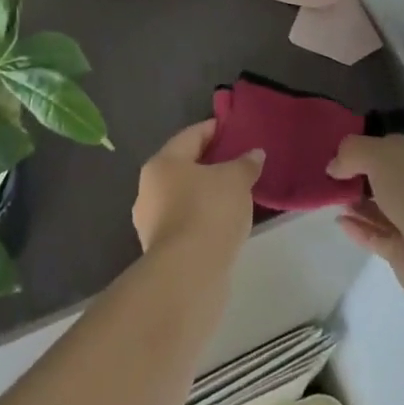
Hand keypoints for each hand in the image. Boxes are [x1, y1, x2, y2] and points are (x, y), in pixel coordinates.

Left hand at [133, 120, 263, 262]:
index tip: (234, 130)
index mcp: (162, 163)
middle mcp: (149, 189)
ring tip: (235, 195)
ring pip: (183, 197)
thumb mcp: (236, 180)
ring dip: (206, 194)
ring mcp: (151, 223)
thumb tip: (254, 154)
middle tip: (237, 163)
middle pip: (184, 167)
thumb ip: (245, 164)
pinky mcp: (161, 251)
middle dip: (210, 164)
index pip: (191, 136)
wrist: (188, 275)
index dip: (214, 130)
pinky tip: (223, 223)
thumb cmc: (209, 212)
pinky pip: (186, 223)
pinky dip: (203, 219)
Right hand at [328, 135, 403, 313]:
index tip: (338, 154)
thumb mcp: (379, 155)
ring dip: (357, 203)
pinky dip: (359, 229)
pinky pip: (378, 236)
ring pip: (381, 209)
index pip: (391, 148)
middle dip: (359, 176)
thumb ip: (352, 152)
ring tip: (330, 198)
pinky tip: (339, 222)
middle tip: (331, 178)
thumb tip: (335, 167)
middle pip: (386, 179)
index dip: (364, 149)